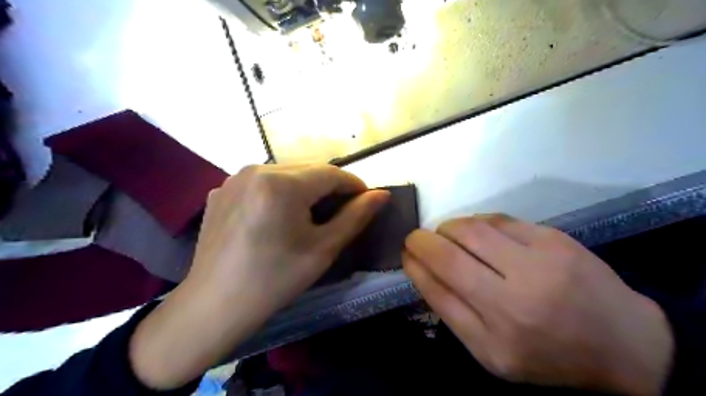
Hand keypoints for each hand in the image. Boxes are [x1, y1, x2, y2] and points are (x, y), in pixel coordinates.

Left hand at [128, 165, 387, 389]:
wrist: (213, 306)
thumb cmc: (275, 280)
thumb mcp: (323, 249)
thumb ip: (356, 217)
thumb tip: (382, 194)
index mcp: (281, 183)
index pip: (332, 173)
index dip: (355, 185)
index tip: (367, 202)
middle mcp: (256, 169)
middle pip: (309, 170)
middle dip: (331, 188)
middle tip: (341, 212)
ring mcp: (234, 178)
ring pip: (286, 174)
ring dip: (306, 189)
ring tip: (311, 215)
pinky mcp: (221, 190)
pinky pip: (262, 183)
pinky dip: (279, 193)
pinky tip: (278, 218)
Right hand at [402, 215, 671, 394]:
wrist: (623, 343)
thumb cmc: (549, 354)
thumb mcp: (492, 352)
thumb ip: (452, 312)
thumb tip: (422, 271)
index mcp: (497, 335)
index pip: (438, 287)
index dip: (414, 264)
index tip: (405, 252)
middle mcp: (516, 297)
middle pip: (450, 253)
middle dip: (422, 240)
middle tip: (417, 239)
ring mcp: (539, 261)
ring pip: (472, 228)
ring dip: (448, 227)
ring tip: (446, 235)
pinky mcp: (554, 238)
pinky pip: (499, 219)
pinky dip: (476, 222)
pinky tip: (476, 232)